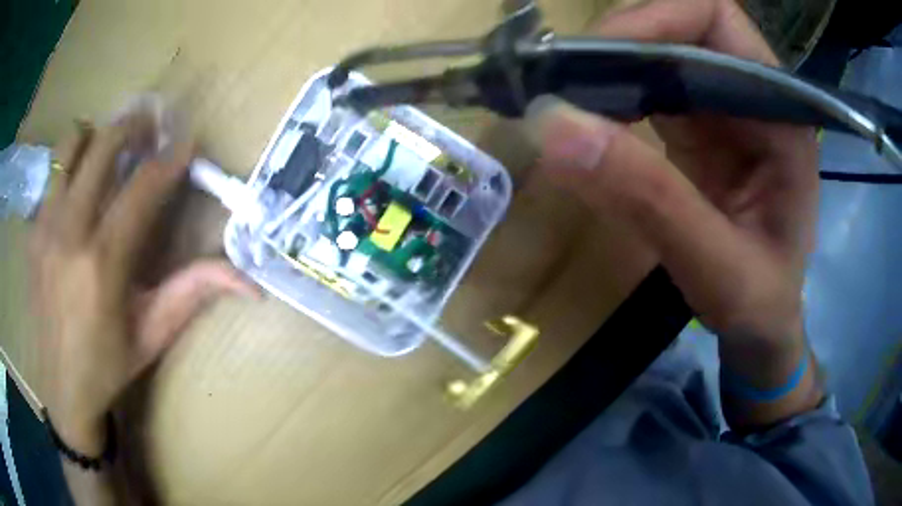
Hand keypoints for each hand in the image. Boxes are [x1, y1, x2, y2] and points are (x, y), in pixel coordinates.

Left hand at [29, 112, 257, 455]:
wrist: (61, 387)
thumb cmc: (108, 366)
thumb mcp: (153, 335)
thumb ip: (193, 294)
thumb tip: (248, 280)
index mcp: (103, 264)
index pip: (142, 188)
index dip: (170, 158)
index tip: (186, 141)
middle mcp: (70, 233)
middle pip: (104, 147)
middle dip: (134, 126)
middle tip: (151, 126)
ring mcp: (46, 226)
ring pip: (71, 146)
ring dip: (97, 135)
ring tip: (111, 146)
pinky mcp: (34, 230)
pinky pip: (53, 172)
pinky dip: (72, 161)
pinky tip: (81, 181)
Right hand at [524, 0, 820, 424]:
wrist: (763, 325)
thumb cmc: (761, 305)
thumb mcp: (717, 268)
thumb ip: (650, 201)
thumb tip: (553, 126)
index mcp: (779, 113)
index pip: (714, 18)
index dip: (655, 18)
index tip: (598, 58)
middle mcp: (751, 93)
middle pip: (677, 23)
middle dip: (618, 42)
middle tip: (564, 82)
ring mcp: (720, 105)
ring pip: (655, 49)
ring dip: (606, 66)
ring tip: (566, 100)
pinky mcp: (696, 123)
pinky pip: (645, 84)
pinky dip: (608, 93)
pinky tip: (588, 122)